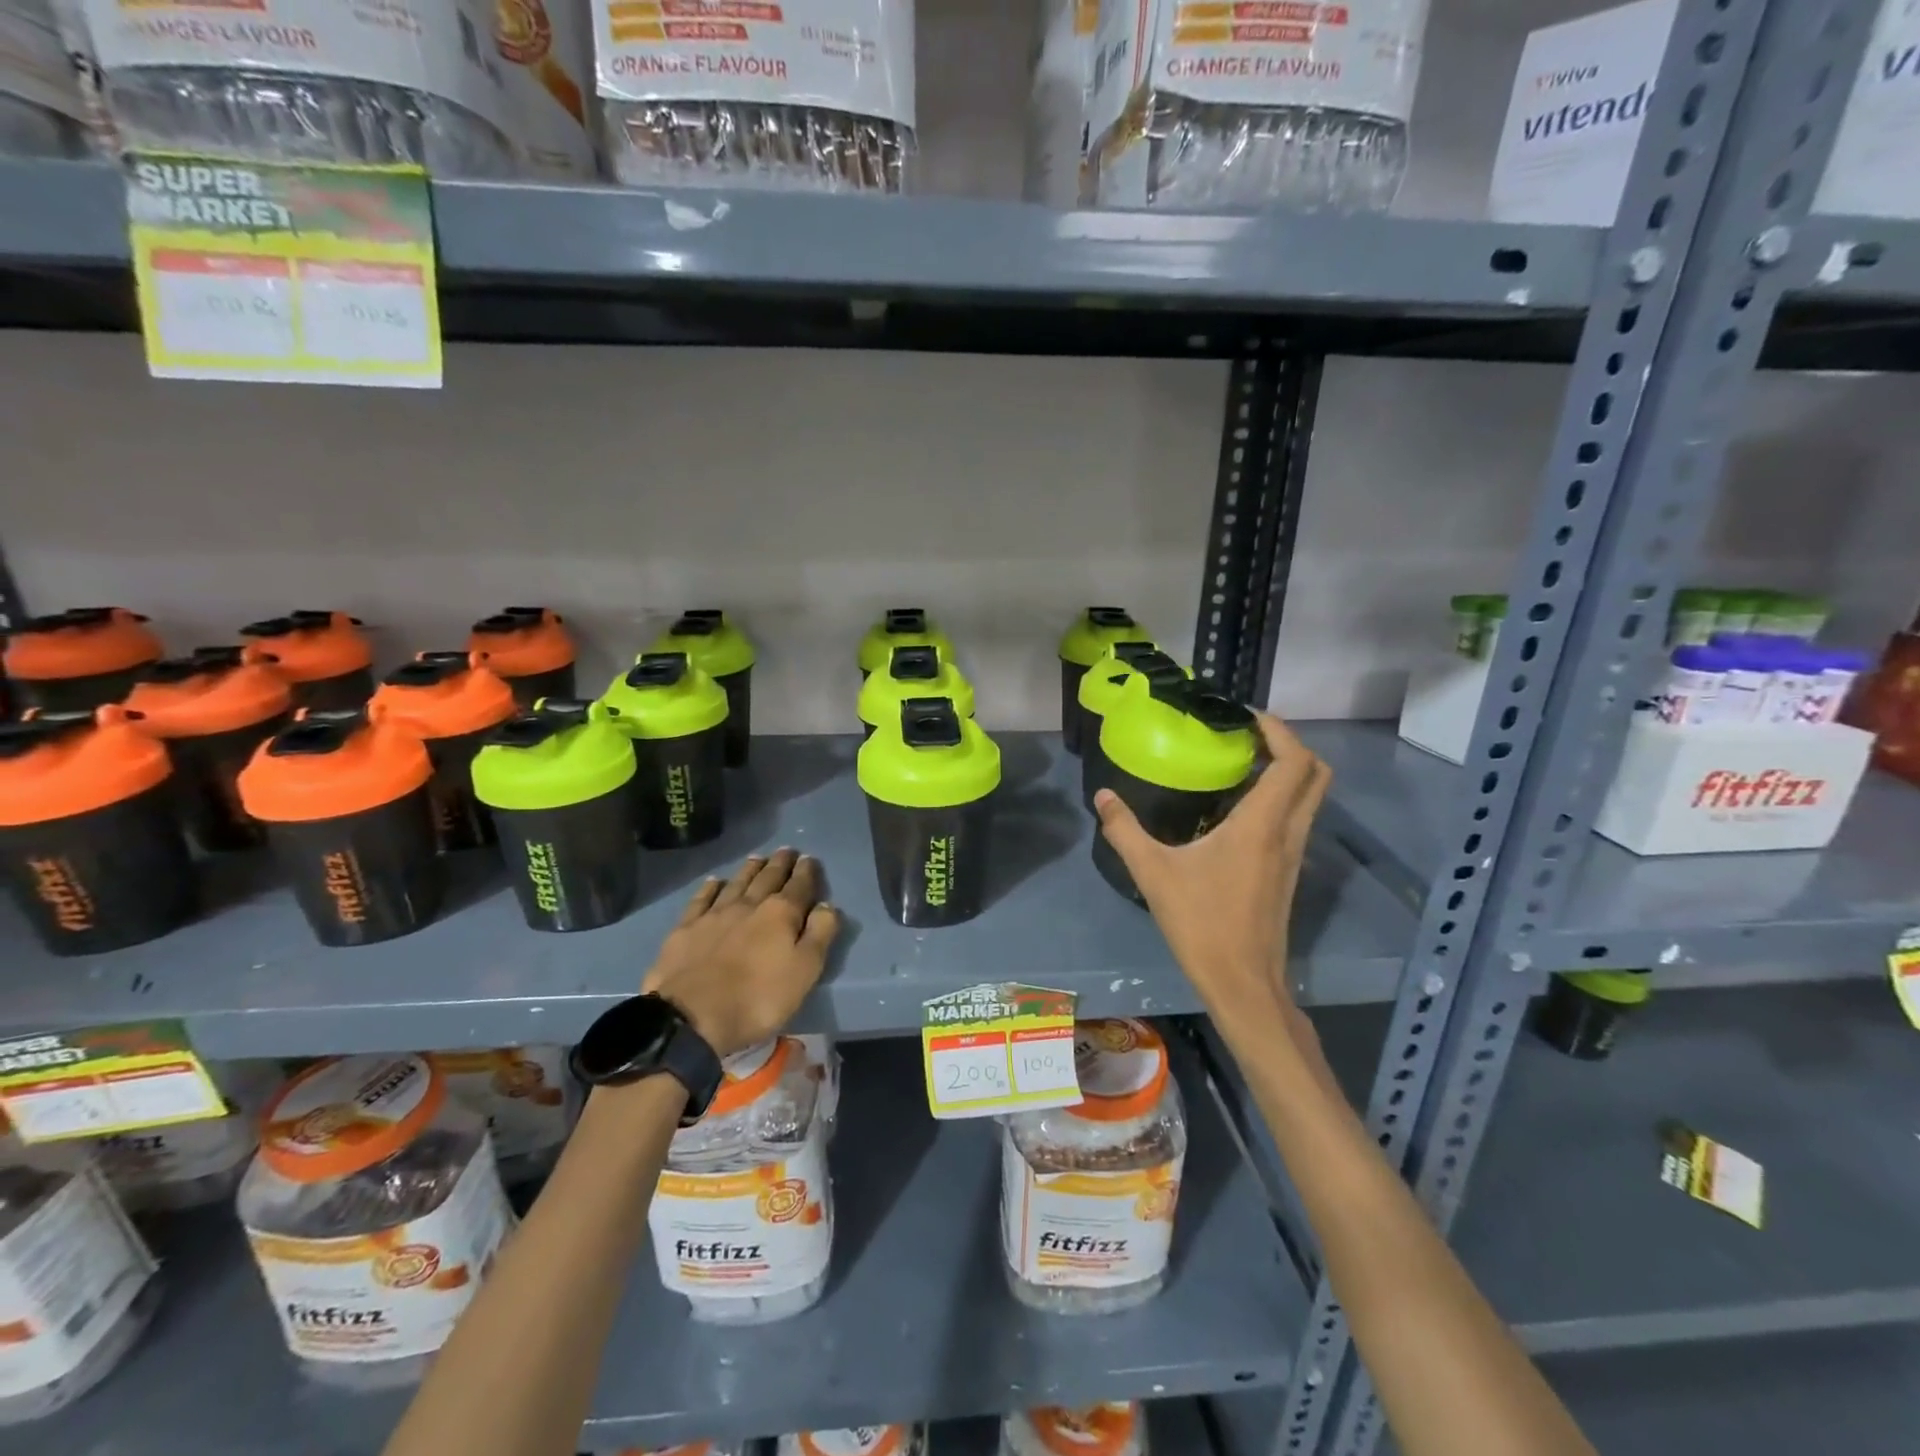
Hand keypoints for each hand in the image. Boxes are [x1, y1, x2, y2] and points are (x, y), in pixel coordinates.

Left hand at [641, 849, 839, 1058]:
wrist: (691, 1018)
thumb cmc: (758, 999)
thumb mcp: (805, 971)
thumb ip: (820, 934)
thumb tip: (827, 905)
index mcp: (781, 914)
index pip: (799, 885)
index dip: (807, 872)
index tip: (810, 859)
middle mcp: (749, 904)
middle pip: (768, 878)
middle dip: (780, 863)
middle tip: (787, 851)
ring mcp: (714, 914)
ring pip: (737, 883)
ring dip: (750, 869)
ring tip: (758, 858)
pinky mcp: (686, 929)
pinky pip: (702, 899)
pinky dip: (711, 887)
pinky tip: (714, 881)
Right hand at [1094, 712, 1328, 1027]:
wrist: (1243, 984)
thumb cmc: (1202, 924)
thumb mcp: (1153, 873)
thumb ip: (1125, 830)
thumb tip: (1103, 796)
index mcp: (1262, 824)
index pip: (1294, 761)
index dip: (1278, 730)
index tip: (1245, 717)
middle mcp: (1289, 832)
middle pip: (1316, 773)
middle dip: (1290, 744)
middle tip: (1248, 736)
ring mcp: (1294, 854)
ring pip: (1311, 797)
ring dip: (1287, 771)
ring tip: (1241, 764)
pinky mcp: (1289, 872)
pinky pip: (1297, 819)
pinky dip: (1280, 798)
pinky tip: (1238, 809)